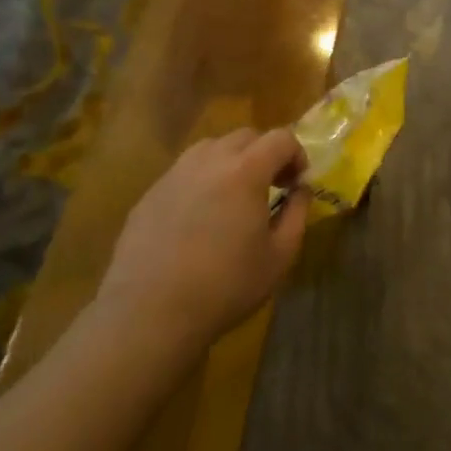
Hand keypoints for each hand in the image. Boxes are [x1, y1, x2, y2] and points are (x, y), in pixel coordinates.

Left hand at [98, 128, 308, 353]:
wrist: (149, 313)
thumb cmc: (226, 286)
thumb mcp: (280, 256)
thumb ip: (297, 213)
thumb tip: (301, 189)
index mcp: (245, 170)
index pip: (281, 138)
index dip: (297, 155)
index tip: (297, 183)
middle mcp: (209, 160)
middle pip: (245, 136)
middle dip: (265, 153)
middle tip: (271, 186)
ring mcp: (174, 174)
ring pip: (211, 148)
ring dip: (231, 161)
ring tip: (234, 197)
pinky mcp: (149, 194)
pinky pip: (184, 172)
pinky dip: (202, 181)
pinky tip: (199, 218)